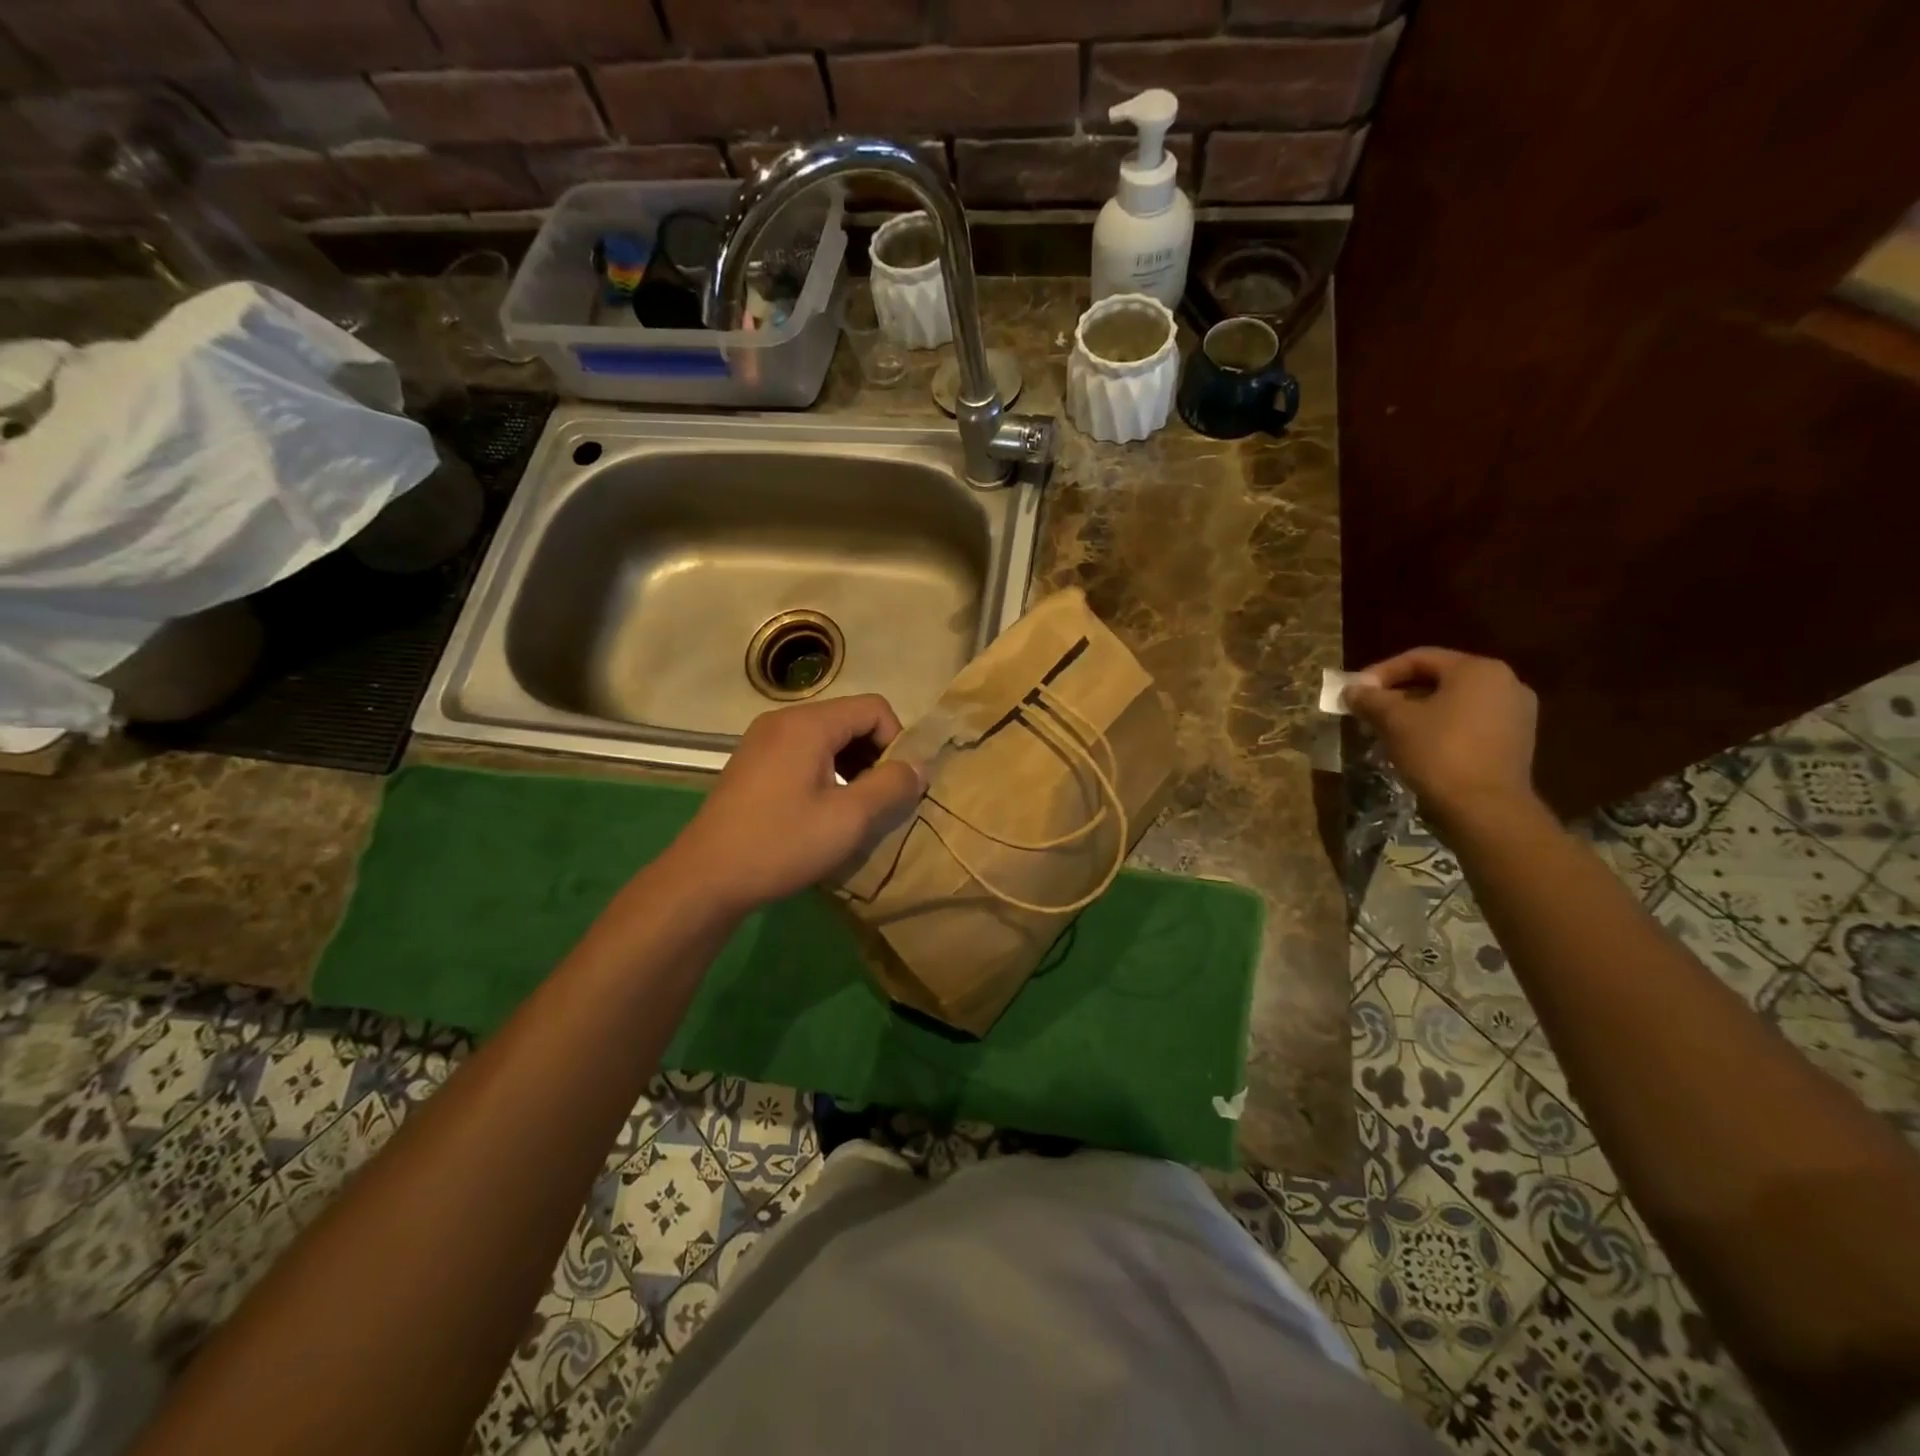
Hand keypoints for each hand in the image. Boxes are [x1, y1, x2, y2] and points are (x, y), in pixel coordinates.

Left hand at [668, 695, 924, 914]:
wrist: (705, 878)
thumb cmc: (781, 844)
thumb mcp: (849, 819)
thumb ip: (891, 786)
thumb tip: (919, 767)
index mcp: (808, 724)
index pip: (874, 708)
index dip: (897, 741)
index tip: (898, 784)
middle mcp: (784, 719)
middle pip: (850, 719)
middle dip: (876, 754)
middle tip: (882, 798)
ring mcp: (763, 739)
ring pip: (828, 737)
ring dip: (852, 764)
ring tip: (858, 806)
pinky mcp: (753, 762)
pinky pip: (804, 751)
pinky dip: (826, 770)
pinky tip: (824, 807)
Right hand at [1344, 648, 1539, 826]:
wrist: (1485, 808)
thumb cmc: (1439, 752)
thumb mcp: (1395, 721)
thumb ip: (1371, 699)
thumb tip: (1352, 689)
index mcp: (1478, 670)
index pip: (1420, 658)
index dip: (1381, 672)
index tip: (1356, 692)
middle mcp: (1505, 683)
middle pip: (1439, 679)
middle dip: (1399, 694)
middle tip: (1369, 710)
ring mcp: (1516, 713)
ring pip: (1454, 703)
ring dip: (1418, 712)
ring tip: (1388, 730)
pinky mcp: (1516, 741)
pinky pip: (1470, 723)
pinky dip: (1441, 727)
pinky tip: (1417, 746)